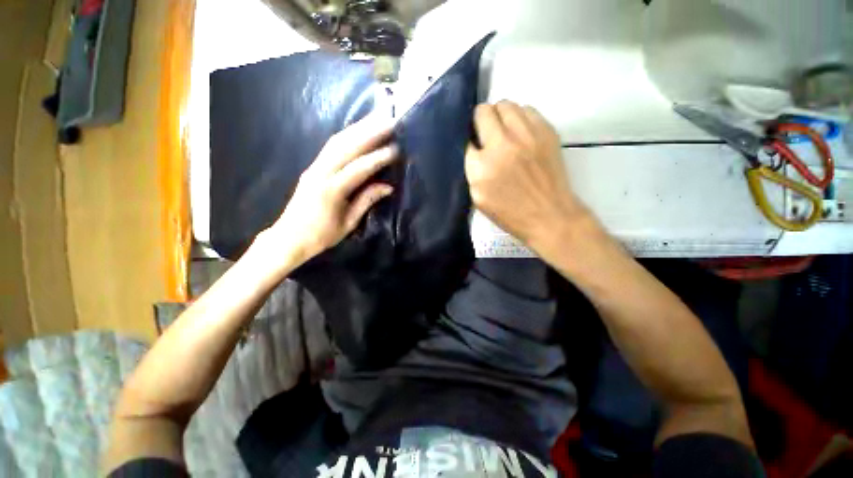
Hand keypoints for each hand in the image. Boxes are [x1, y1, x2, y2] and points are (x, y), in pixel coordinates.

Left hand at [266, 115, 398, 265]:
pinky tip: (358, 130)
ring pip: (337, 142)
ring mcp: (314, 168)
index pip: (358, 168)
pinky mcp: (312, 168)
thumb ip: (367, 201)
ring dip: (358, 128)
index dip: (377, 158)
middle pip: (346, 146)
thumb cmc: (321, 235)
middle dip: (368, 132)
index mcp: (331, 190)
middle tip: (388, 121)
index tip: (395, 149)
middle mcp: (320, 173)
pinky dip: (347, 136)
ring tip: (376, 118)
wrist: (289, 237)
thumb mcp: (348, 223)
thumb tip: (388, 187)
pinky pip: (331, 147)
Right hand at [465, 101, 588, 249]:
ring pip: (505, 104)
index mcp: (481, 167)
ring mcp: (526, 135)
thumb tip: (472, 149)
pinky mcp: (546, 131)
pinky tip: (521, 134)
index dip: (468, 142)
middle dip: (480, 122)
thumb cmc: (510, 213)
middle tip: (485, 135)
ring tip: (503, 132)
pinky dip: (520, 118)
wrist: (549, 215)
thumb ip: (471, 171)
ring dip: (500, 116)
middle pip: (483, 112)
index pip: (465, 139)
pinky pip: (527, 109)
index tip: (472, 147)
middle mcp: (502, 145)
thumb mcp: (478, 199)